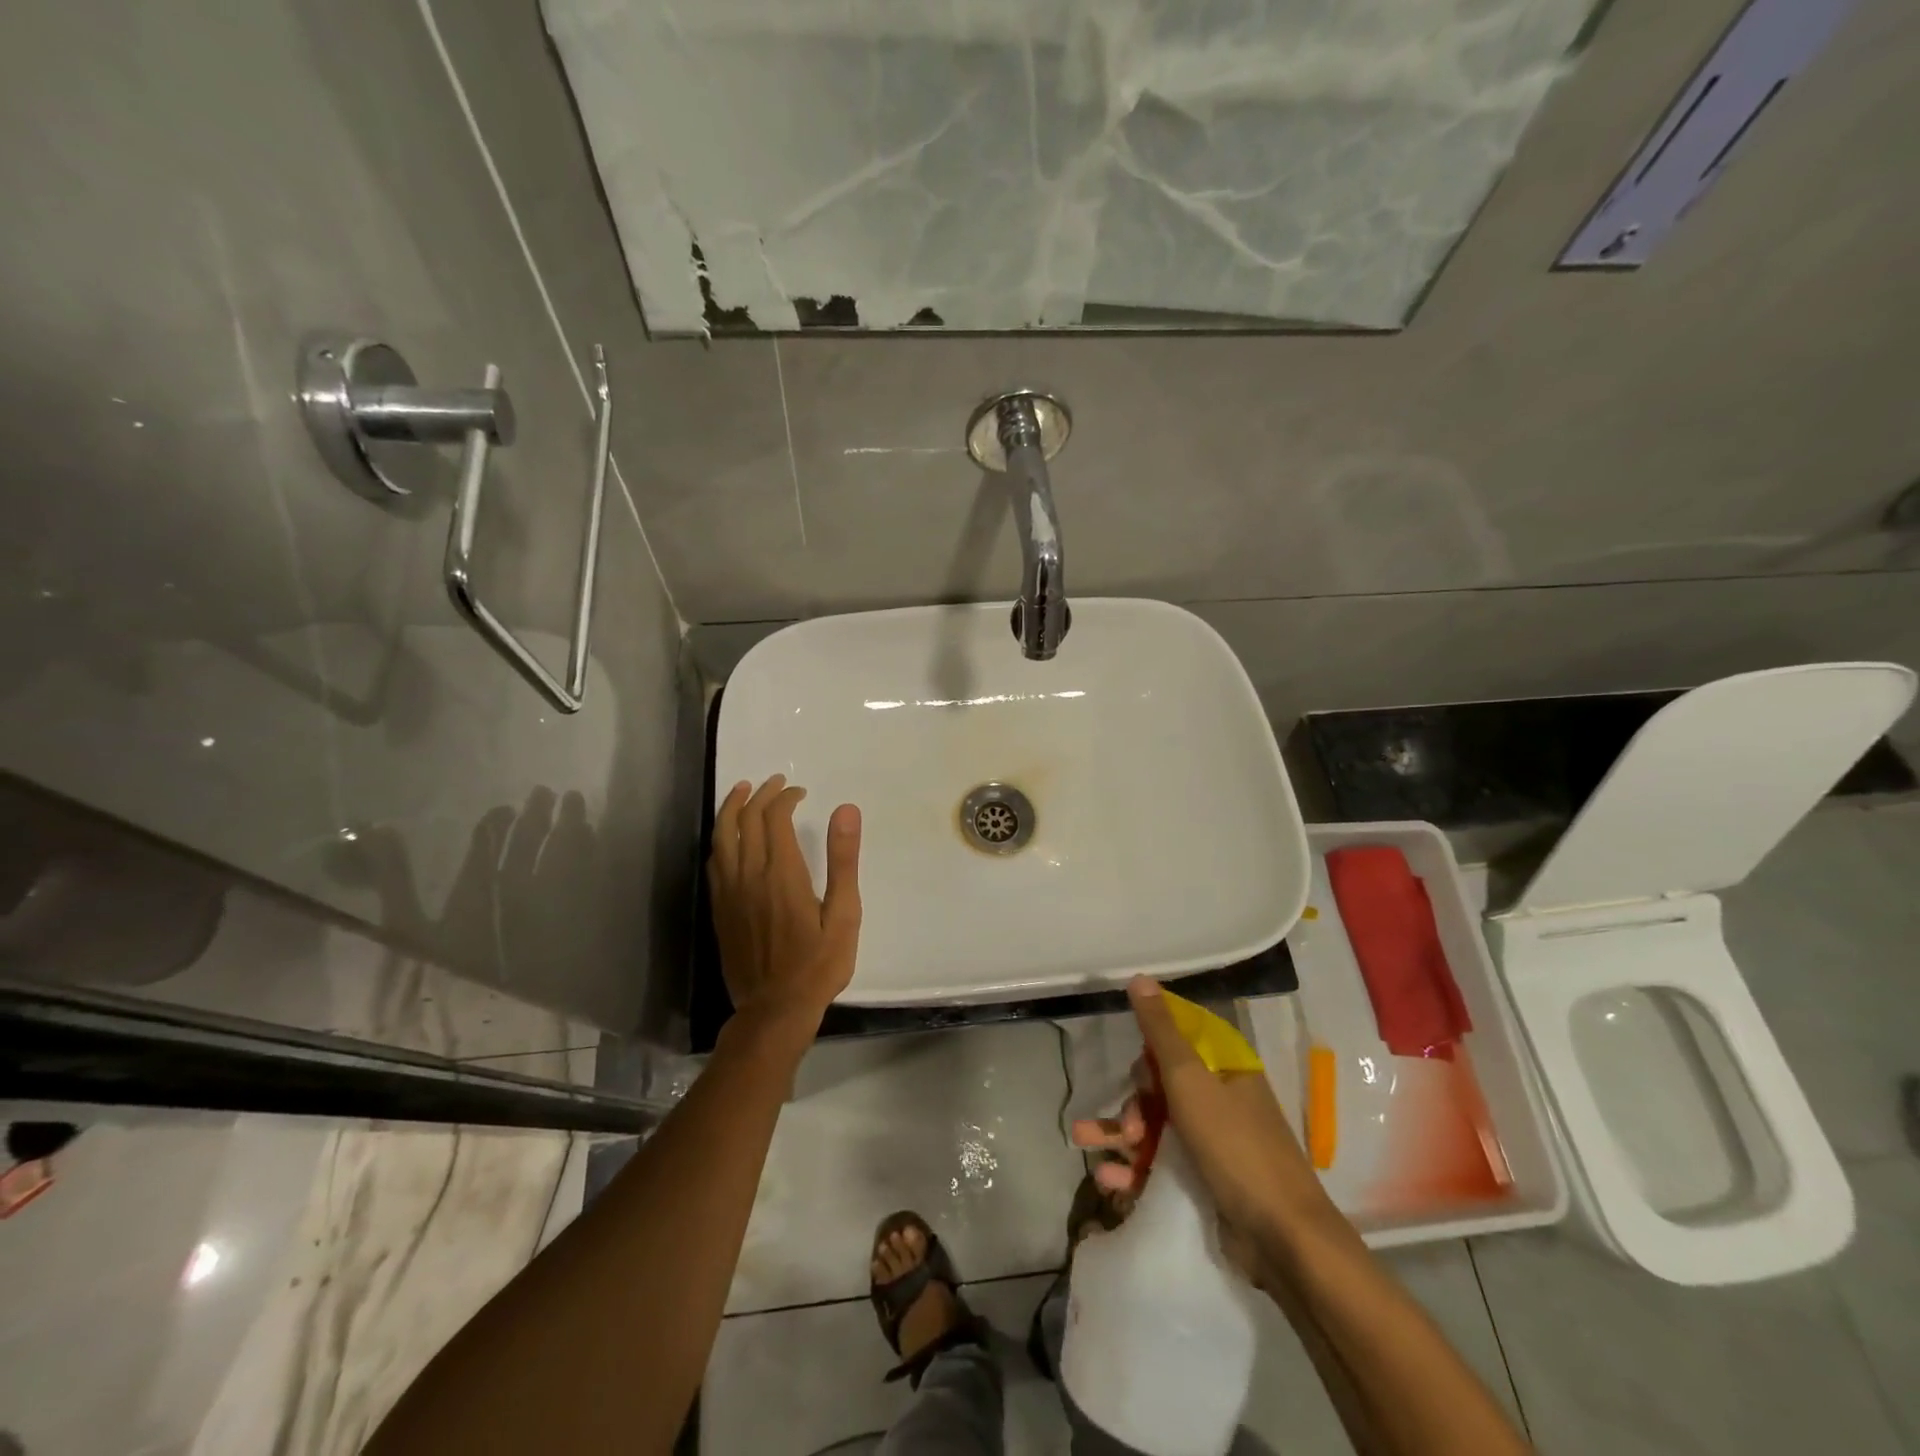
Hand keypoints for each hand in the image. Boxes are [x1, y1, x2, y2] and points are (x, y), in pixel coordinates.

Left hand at [708, 775, 862, 1029]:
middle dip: (760, 795)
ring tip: (743, 791)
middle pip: (746, 820)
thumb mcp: (844, 915)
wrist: (774, 1010)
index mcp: (782, 874)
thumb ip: (843, 861)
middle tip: (776, 783)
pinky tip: (728, 836)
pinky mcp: (719, 909)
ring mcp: (729, 893)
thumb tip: (845, 810)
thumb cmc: (818, 965)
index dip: (786, 798)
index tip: (800, 792)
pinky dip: (720, 838)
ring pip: (722, 836)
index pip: (775, 818)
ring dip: (732, 808)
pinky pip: (714, 861)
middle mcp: (750, 875)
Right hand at [1072, 977, 1336, 1257]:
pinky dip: (1134, 1169)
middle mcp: (1221, 1098)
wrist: (1282, 1240)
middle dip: (1135, 1103)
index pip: (1179, 1038)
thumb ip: (1161, 1031)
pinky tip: (1109, 1180)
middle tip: (1129, 1129)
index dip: (1150, 1049)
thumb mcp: (1190, 1082)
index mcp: (1225, 1067)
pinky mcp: (1204, 1179)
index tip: (1135, 1066)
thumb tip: (1140, 978)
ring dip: (1121, 1135)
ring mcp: (1213, 1141)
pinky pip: (1160, 1162)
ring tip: (1087, 1146)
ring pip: (1155, 1124)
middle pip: (1161, 1084)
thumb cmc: (1235, 1147)